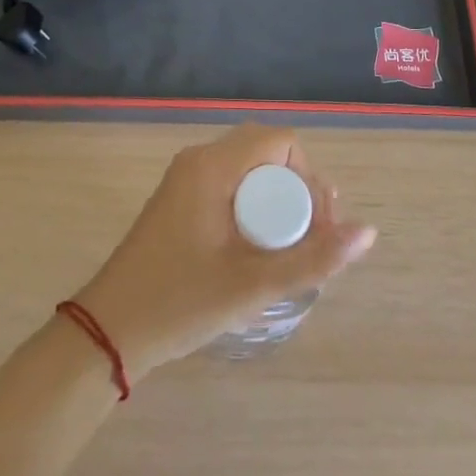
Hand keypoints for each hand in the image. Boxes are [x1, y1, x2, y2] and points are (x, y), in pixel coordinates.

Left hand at [72, 126, 376, 376]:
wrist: (107, 332)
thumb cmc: (178, 304)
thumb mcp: (251, 285)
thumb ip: (312, 258)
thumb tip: (368, 232)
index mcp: (213, 166)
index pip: (281, 142)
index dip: (310, 178)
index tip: (319, 227)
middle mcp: (199, 160)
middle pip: (267, 152)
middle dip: (298, 189)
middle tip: (311, 239)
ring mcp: (186, 179)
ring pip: (249, 169)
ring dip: (277, 199)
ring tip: (292, 248)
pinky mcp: (180, 200)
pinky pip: (231, 184)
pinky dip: (255, 206)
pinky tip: (261, 248)